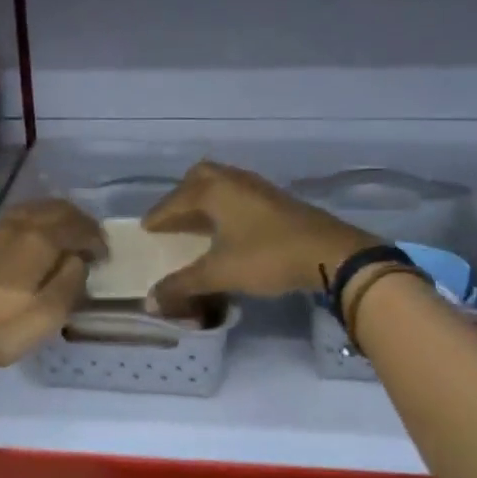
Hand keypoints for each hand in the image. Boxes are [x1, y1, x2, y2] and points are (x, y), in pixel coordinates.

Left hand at [0, 199, 105, 367]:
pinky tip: (22, 240)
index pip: (78, 226)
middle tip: (88, 239)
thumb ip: (71, 281)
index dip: (96, 238)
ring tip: (59, 236)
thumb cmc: (1, 328)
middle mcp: (16, 225)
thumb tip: (77, 259)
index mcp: (40, 240)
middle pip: (54, 209)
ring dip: (50, 218)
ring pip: (28, 210)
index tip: (104, 256)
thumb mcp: (49, 314)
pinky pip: (6, 220)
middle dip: (76, 221)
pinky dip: (25, 224)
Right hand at [142, 161, 376, 313]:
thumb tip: (150, 301)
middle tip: (173, 217)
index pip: (175, 200)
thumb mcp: (220, 274)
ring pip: (224, 183)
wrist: (329, 253)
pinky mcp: (278, 200)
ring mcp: (259, 188)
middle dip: (182, 195)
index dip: (159, 216)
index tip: (146, 228)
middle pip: (200, 177)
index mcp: (215, 191)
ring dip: (206, 199)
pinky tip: (230, 228)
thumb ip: (183, 285)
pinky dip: (226, 205)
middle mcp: (234, 181)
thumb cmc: (267, 257)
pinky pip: (240, 194)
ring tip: (198, 222)